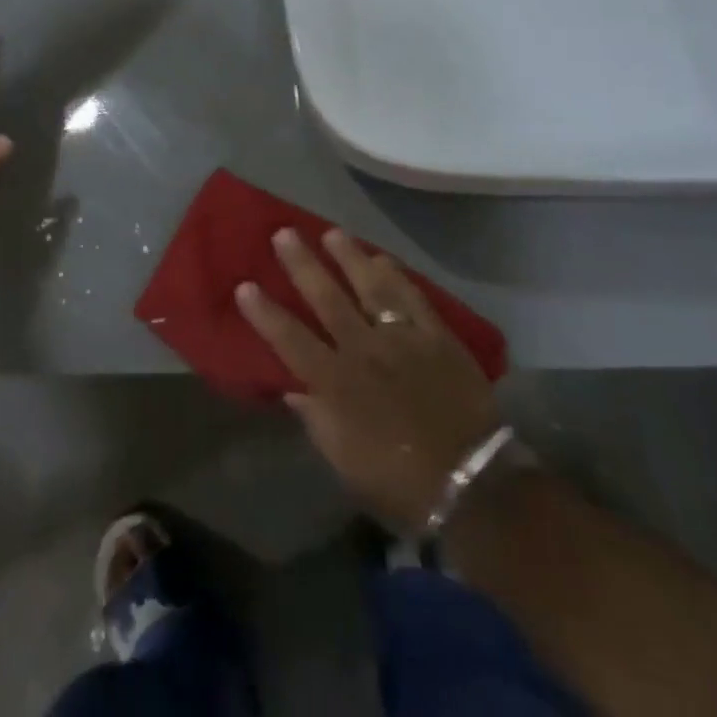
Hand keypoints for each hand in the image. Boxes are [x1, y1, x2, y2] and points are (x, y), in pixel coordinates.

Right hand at [237, 228, 501, 535]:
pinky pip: (411, 296)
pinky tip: (382, 258)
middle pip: (326, 298)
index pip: (290, 339)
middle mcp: (363, 350)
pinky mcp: (436, 335)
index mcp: (336, 383)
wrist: (471, 483)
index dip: (265, 312)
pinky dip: (395, 274)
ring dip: (348, 256)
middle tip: (284, 233)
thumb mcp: (345, 462)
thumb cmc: (398, 479)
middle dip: (302, 264)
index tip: (245, 285)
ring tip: (332, 233)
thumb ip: (316, 419)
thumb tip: (292, 390)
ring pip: (369, 285)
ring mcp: (401, 338)